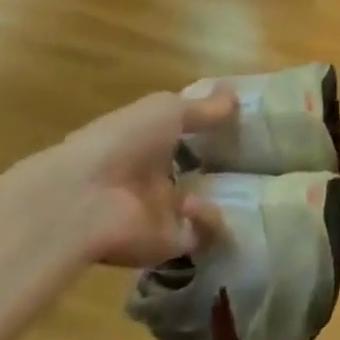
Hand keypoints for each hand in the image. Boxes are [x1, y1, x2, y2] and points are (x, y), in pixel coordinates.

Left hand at [34, 86, 236, 269]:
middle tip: (256, 161)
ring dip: (219, 197)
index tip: (241, 126)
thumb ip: (203, 108)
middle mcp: (152, 177)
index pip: (183, 137)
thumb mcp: (166, 111)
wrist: (83, 201)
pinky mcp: (170, 244)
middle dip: (223, 169)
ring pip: (203, 207)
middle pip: (194, 173)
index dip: (210, 131)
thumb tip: (236, 96)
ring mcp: (161, 212)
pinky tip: (194, 207)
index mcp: (146, 143)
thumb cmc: (121, 143)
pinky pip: (204, 235)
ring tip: (240, 185)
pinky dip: (207, 222)